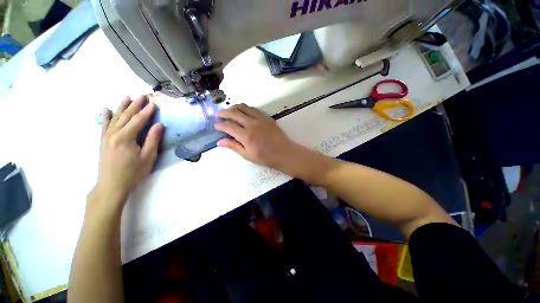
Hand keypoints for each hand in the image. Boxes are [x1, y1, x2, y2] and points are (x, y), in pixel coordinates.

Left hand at [90, 96, 162, 211]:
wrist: (111, 185)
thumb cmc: (133, 172)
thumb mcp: (148, 157)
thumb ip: (153, 140)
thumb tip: (159, 125)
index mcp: (126, 137)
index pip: (138, 120)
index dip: (147, 112)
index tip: (154, 104)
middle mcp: (114, 133)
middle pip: (126, 116)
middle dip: (135, 105)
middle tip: (143, 95)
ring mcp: (106, 137)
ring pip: (115, 118)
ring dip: (121, 107)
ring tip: (127, 97)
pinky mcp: (103, 141)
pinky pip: (104, 125)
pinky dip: (106, 116)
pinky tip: (106, 109)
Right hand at [215, 104, 300, 169]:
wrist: (285, 153)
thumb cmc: (266, 158)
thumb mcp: (248, 155)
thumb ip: (234, 146)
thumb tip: (219, 142)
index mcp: (246, 135)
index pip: (229, 126)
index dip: (220, 125)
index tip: (216, 126)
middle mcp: (252, 123)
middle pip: (234, 112)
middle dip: (224, 113)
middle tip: (218, 116)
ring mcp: (261, 118)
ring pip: (244, 107)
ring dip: (234, 108)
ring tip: (229, 112)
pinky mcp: (267, 117)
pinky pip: (253, 109)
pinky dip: (245, 109)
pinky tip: (243, 113)